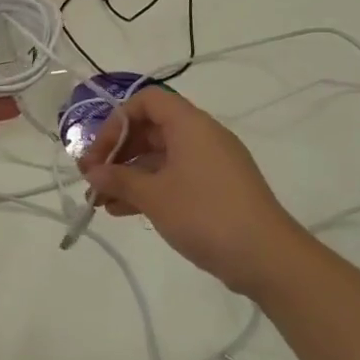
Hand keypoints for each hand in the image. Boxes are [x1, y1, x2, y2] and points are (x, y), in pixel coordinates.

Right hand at [79, 88, 307, 296]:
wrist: (267, 258)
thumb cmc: (205, 214)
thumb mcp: (153, 196)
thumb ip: (118, 179)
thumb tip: (93, 172)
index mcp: (190, 125)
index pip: (147, 101)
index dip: (117, 120)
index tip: (100, 152)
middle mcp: (201, 137)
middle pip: (150, 130)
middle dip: (117, 153)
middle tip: (92, 178)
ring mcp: (210, 164)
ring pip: (159, 158)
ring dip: (128, 175)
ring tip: (100, 201)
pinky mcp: (215, 190)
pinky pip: (173, 178)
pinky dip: (148, 189)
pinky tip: (123, 211)